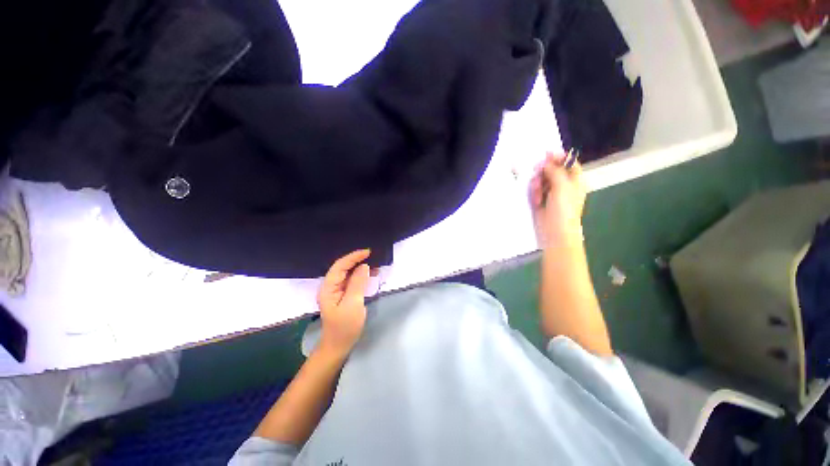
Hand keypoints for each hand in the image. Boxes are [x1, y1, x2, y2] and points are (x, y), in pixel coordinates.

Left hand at [316, 249, 371, 356]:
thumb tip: (364, 266)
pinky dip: (361, 276)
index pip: (340, 265)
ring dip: (360, 267)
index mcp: (328, 287)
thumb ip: (358, 283)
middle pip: (343, 267)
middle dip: (357, 260)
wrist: (338, 346)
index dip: (353, 257)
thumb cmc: (345, 327)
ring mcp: (336, 291)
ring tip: (376, 265)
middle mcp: (330, 286)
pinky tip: (370, 275)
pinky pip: (352, 281)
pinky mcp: (343, 295)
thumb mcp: (353, 304)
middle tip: (374, 257)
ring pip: (348, 273)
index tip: (368, 252)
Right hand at [529, 152, 586, 247]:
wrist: (555, 232)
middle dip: (543, 172)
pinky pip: (535, 191)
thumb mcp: (562, 187)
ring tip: (537, 194)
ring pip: (541, 180)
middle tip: (536, 173)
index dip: (559, 157)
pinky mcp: (541, 201)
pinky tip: (535, 201)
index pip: (569, 163)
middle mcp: (564, 185)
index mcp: (575, 180)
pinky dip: (534, 193)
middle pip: (552, 170)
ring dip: (537, 184)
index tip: (546, 154)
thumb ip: (555, 171)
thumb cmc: (563, 209)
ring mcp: (551, 193)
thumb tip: (548, 159)